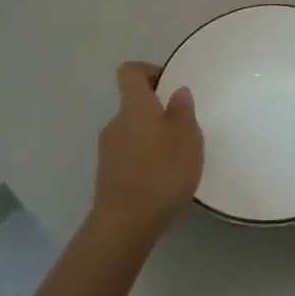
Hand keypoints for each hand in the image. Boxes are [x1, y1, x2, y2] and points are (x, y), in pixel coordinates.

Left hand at [91, 62, 202, 245]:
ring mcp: (107, 151)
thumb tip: (177, 92)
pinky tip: (161, 180)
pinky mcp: (107, 176)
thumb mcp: (187, 138)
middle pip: (133, 105)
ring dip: (150, 138)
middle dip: (156, 112)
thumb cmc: (162, 172)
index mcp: (134, 106)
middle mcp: (115, 123)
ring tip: (175, 158)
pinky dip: (143, 160)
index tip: (170, 85)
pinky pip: (127, 156)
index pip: (130, 72)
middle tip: (182, 129)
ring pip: (131, 132)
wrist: (125, 224)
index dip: (149, 72)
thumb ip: (183, 111)